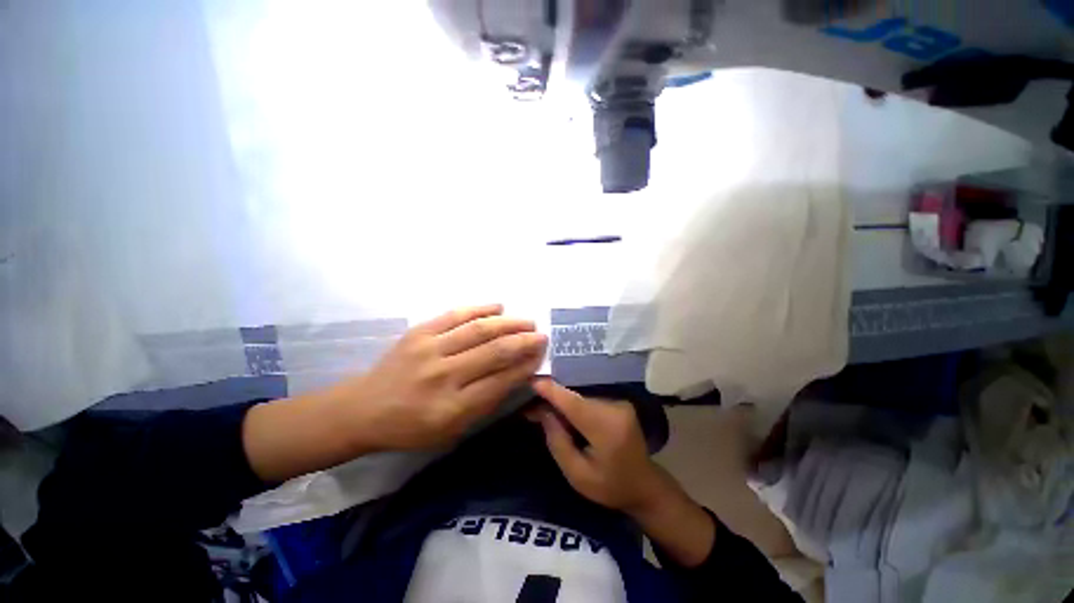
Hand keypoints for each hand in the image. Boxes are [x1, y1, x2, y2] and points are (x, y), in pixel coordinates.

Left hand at [329, 305, 546, 451]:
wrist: (363, 409)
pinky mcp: (419, 333)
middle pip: (493, 352)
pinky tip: (498, 306)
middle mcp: (443, 376)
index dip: (525, 366)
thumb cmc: (412, 427)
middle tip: (541, 334)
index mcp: (452, 408)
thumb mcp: (452, 430)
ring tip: (527, 321)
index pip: (501, 381)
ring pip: (478, 330)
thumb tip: (518, 375)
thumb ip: (486, 403)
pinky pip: (455, 315)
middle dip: (523, 341)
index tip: (541, 355)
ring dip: (508, 323)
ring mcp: (429, 349)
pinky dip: (480, 308)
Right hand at [530, 379, 673, 514]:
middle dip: (552, 400)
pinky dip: (574, 404)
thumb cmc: (610, 487)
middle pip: (575, 398)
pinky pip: (589, 399)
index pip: (574, 403)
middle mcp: (615, 408)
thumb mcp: (577, 475)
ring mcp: (619, 402)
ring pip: (581, 396)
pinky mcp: (618, 402)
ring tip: (544, 411)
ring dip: (562, 402)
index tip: (531, 381)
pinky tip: (563, 413)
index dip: (551, 391)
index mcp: (607, 428)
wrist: (644, 486)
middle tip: (530, 408)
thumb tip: (543, 411)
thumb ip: (558, 442)